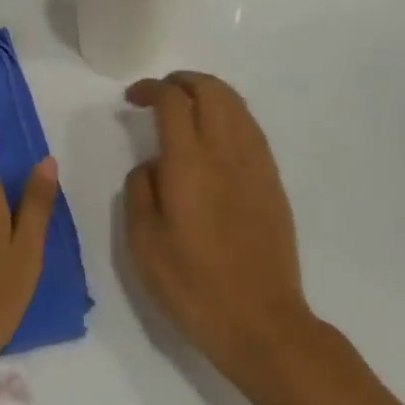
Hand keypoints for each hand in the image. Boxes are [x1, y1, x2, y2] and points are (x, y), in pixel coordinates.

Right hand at [123, 72, 314, 378]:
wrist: (262, 323)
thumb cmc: (194, 285)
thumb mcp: (144, 242)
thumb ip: (140, 190)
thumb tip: (152, 164)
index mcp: (189, 162)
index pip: (172, 100)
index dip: (150, 88)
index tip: (133, 98)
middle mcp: (226, 151)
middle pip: (210, 89)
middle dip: (182, 80)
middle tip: (160, 94)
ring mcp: (255, 164)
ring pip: (235, 103)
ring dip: (208, 92)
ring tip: (187, 107)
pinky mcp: (272, 180)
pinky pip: (250, 127)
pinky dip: (229, 114)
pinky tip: (215, 136)